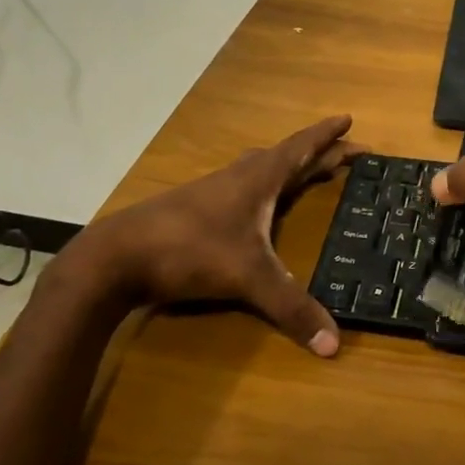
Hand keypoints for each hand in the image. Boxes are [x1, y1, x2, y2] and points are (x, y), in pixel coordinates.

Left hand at [58, 116, 359, 355]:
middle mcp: (240, 177)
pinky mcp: (197, 209)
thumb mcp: (248, 278)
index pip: (302, 148)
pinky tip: (260, 205)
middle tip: (347, 155)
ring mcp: (215, 191)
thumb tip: (334, 345)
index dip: (327, 135)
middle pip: (287, 157)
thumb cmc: (190, 250)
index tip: (349, 120)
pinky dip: (266, 188)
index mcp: (259, 179)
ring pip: (262, 170)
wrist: (115, 257)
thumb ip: (291, 308)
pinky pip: (245, 187)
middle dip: (319, 154)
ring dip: (290, 168)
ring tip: (310, 172)